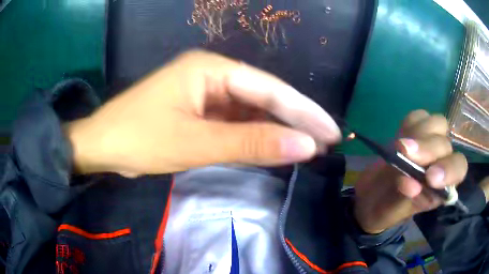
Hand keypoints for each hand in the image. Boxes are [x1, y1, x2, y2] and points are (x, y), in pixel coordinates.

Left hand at [66, 51, 340, 176]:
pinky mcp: (198, 109)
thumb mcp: (196, 143)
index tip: (331, 132)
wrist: (102, 145)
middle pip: (264, 97)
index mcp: (210, 68)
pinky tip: (274, 145)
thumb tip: (304, 147)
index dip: (304, 112)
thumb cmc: (139, 139)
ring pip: (251, 110)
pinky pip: (235, 121)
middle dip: (297, 119)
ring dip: (277, 128)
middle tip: (328, 138)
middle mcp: (212, 74)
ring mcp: (205, 92)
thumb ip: (251, 145)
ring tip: (309, 144)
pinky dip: (255, 134)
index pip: (269, 90)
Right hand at [354, 110, 467, 233]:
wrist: (370, 196)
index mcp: (441, 187)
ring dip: (419, 133)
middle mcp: (440, 162)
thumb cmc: (384, 209)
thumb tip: (410, 183)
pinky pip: (419, 116)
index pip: (458, 169)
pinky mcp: (414, 131)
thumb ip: (403, 198)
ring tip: (399, 146)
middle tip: (404, 152)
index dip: (449, 170)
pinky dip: (410, 123)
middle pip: (445, 144)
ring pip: (437, 124)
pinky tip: (400, 135)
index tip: (429, 177)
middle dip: (427, 148)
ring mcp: (428, 143)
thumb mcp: (392, 211)